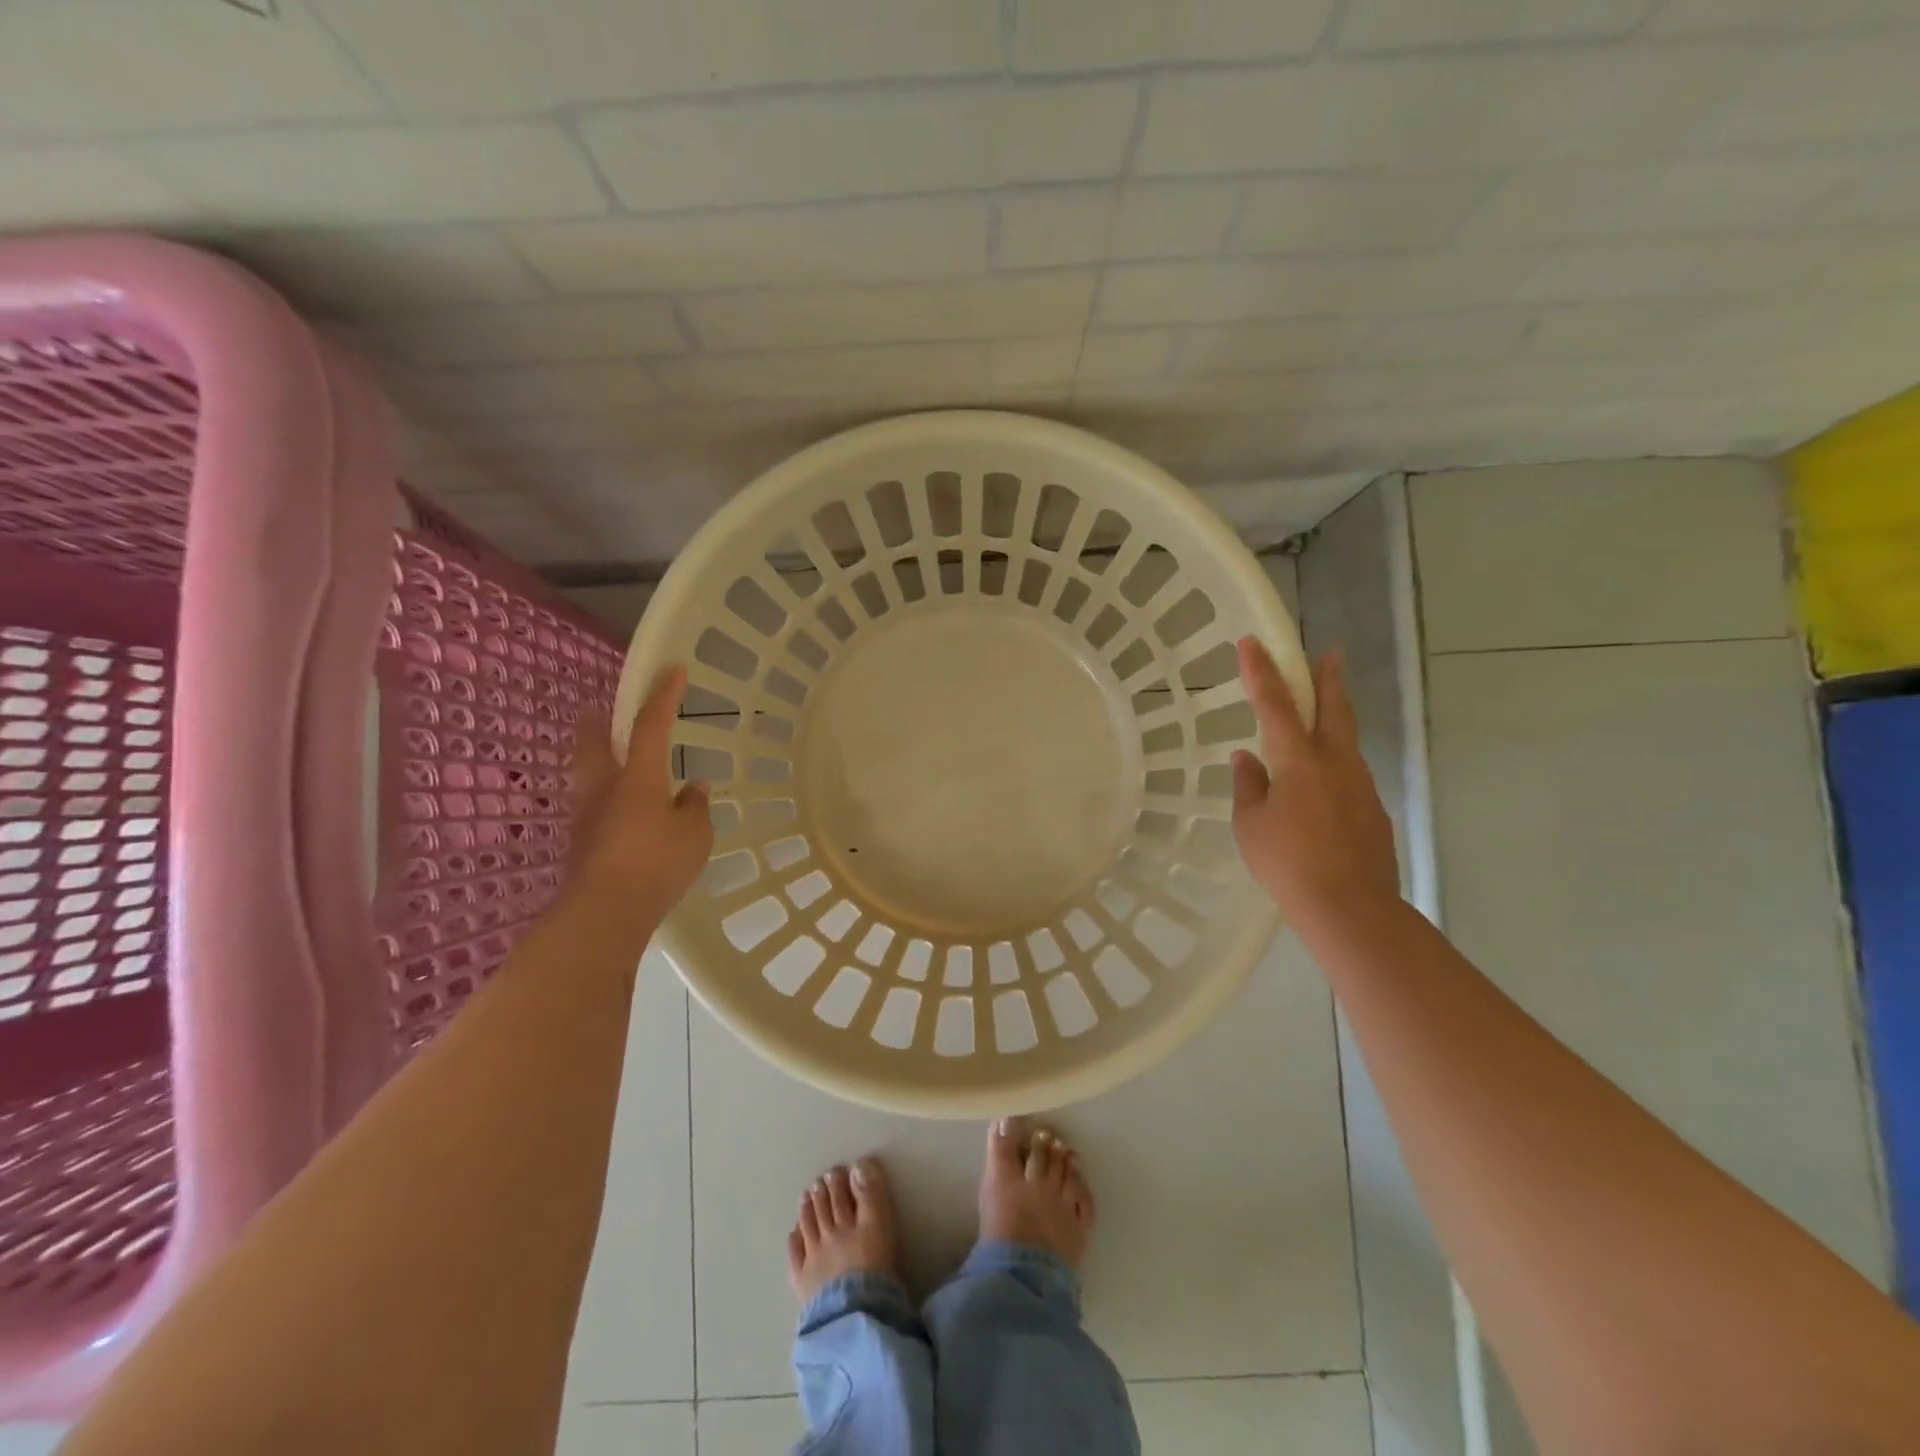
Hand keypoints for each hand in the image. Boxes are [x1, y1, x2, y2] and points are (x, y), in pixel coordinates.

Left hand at [563, 666, 713, 930]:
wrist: (604, 913)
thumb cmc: (657, 862)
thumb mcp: (695, 833)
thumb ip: (695, 806)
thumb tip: (692, 789)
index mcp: (638, 776)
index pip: (651, 724)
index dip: (664, 694)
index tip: (673, 668)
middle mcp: (605, 787)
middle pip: (594, 741)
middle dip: (599, 721)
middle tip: (604, 712)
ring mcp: (586, 816)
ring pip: (588, 775)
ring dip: (601, 763)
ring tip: (622, 770)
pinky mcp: (581, 844)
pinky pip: (595, 809)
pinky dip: (609, 801)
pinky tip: (628, 818)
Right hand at [1232, 638, 1399, 930]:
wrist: (1352, 910)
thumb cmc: (1288, 864)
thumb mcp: (1251, 825)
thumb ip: (1249, 786)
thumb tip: (1247, 759)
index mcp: (1299, 762)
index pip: (1275, 705)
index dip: (1261, 672)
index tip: (1252, 642)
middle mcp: (1336, 763)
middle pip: (1334, 709)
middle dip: (1328, 678)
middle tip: (1329, 653)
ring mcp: (1361, 786)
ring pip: (1346, 741)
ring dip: (1334, 719)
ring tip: (1320, 715)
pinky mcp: (1373, 811)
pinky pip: (1349, 774)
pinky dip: (1333, 763)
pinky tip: (1320, 784)